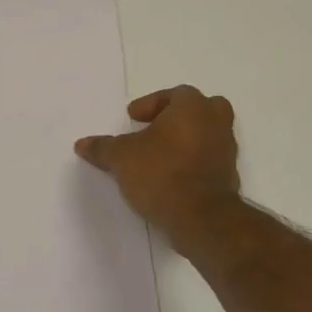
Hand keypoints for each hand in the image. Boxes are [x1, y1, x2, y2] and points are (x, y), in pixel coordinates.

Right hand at [75, 86, 240, 246]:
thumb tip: (82, 144)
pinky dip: (193, 161)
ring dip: (186, 139)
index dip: (151, 104)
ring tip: (160, 155)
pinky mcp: (229, 176)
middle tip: (156, 128)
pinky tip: (172, 176)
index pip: (175, 94)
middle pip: (201, 108)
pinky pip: (209, 159)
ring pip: (208, 133)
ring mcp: (227, 150)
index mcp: (193, 107)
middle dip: (178, 116)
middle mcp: (215, 122)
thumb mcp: (121, 158)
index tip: (133, 118)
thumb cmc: (161, 173)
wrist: (201, 217)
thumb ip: (102, 148)